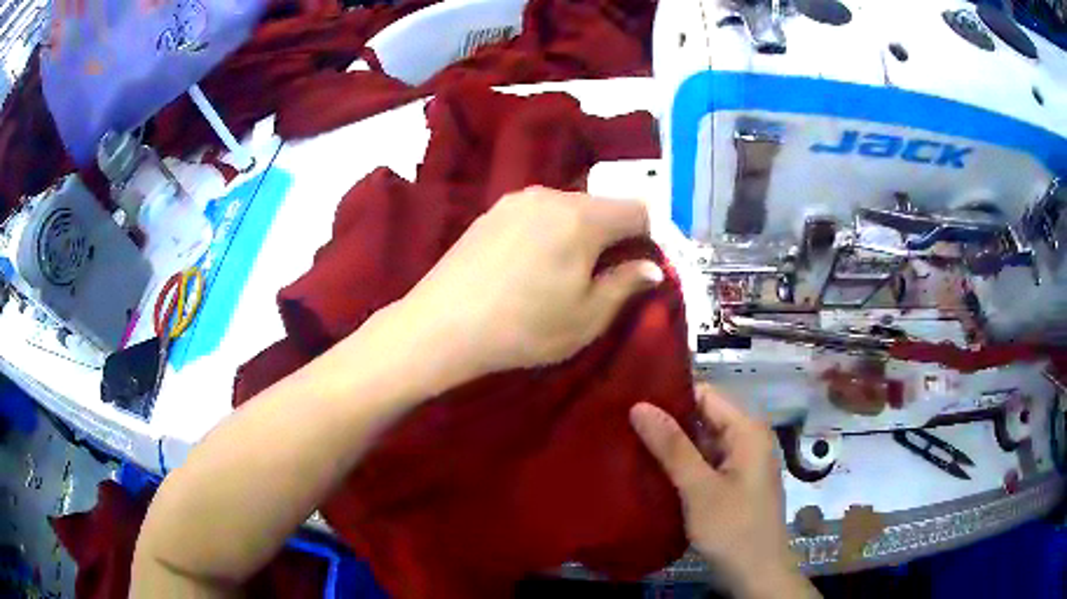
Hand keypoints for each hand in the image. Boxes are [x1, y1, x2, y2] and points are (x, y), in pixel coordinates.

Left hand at [398, 186, 662, 376]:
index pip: (639, 210)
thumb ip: (625, 284)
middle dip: (617, 234)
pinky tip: (534, 265)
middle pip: (602, 206)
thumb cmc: (524, 327)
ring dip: (583, 233)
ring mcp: (517, 200)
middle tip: (610, 275)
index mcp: (582, 217)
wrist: (442, 326)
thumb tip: (652, 267)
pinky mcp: (492, 211)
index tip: (649, 264)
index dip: (653, 235)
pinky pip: (538, 213)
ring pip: (569, 208)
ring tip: (568, 273)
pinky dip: (551, 232)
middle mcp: (550, 195)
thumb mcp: (587, 317)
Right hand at [630, 385, 818, 598]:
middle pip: (703, 418)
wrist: (756, 575)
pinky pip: (703, 464)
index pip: (705, 394)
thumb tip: (639, 405)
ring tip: (625, 443)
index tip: (629, 400)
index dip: (670, 394)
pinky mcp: (731, 484)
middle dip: (666, 422)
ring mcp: (740, 463)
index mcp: (747, 431)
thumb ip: (672, 447)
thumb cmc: (733, 530)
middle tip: (620, 424)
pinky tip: (648, 470)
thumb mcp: (700, 489)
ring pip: (701, 443)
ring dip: (670, 446)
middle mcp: (747, 440)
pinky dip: (679, 466)